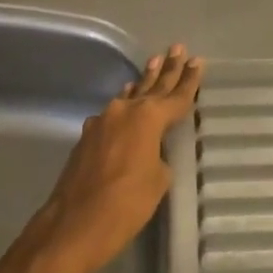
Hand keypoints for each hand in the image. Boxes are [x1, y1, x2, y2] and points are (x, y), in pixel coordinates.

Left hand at [28, 44, 203, 272]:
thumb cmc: (126, 204)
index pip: (176, 96)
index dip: (189, 80)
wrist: (74, 224)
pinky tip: (125, 99)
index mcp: (149, 118)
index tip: (198, 61)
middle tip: (176, 48)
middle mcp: (125, 111)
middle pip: (152, 86)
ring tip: (153, 62)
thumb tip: (150, 152)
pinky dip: (124, 103)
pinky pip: (113, 112)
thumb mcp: (158, 181)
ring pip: (130, 96)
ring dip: (143, 82)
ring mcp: (103, 122)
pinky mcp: (88, 137)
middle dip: (167, 68)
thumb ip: (159, 157)